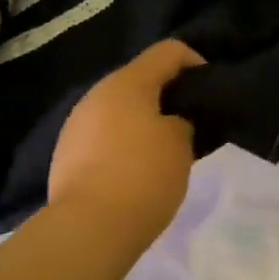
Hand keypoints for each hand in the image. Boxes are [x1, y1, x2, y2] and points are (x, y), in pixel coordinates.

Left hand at [48, 39, 204, 240]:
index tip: (211, 93)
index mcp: (127, 82)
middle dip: (169, 98)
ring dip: (145, 122)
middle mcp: (97, 94)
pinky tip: (136, 173)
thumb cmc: (143, 177)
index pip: (169, 51)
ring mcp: (77, 124)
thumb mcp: (181, 145)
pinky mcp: (67, 153)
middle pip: (141, 80)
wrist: (88, 227)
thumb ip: (182, 122)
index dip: (196, 64)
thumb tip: (171, 122)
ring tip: (165, 153)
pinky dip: (124, 144)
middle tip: (193, 127)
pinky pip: (104, 136)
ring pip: (120, 110)